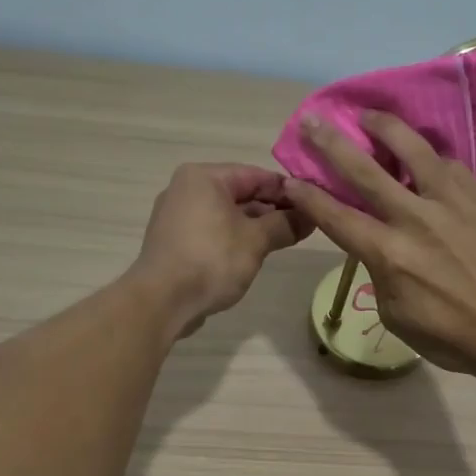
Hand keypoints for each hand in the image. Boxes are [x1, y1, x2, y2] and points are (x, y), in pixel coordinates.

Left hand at [133, 163, 311, 337]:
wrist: (162, 301)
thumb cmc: (211, 260)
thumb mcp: (256, 241)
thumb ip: (285, 224)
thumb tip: (311, 216)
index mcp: (204, 177)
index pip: (256, 175)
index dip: (287, 190)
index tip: (313, 205)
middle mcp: (185, 188)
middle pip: (239, 192)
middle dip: (271, 209)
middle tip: (302, 227)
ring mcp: (176, 215)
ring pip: (225, 213)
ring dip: (254, 226)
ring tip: (282, 242)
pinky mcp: (173, 241)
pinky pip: (211, 230)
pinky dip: (232, 238)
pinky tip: (251, 255)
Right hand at [281, 112, 475, 374]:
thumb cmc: (452, 337)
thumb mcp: (396, 316)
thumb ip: (381, 275)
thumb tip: (381, 250)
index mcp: (387, 254)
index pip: (336, 217)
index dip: (309, 197)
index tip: (290, 178)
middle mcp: (413, 219)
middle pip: (364, 172)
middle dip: (332, 144)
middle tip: (312, 122)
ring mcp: (450, 203)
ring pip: (412, 151)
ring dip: (385, 128)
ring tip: (370, 115)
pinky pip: (450, 166)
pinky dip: (431, 156)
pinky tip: (426, 154)